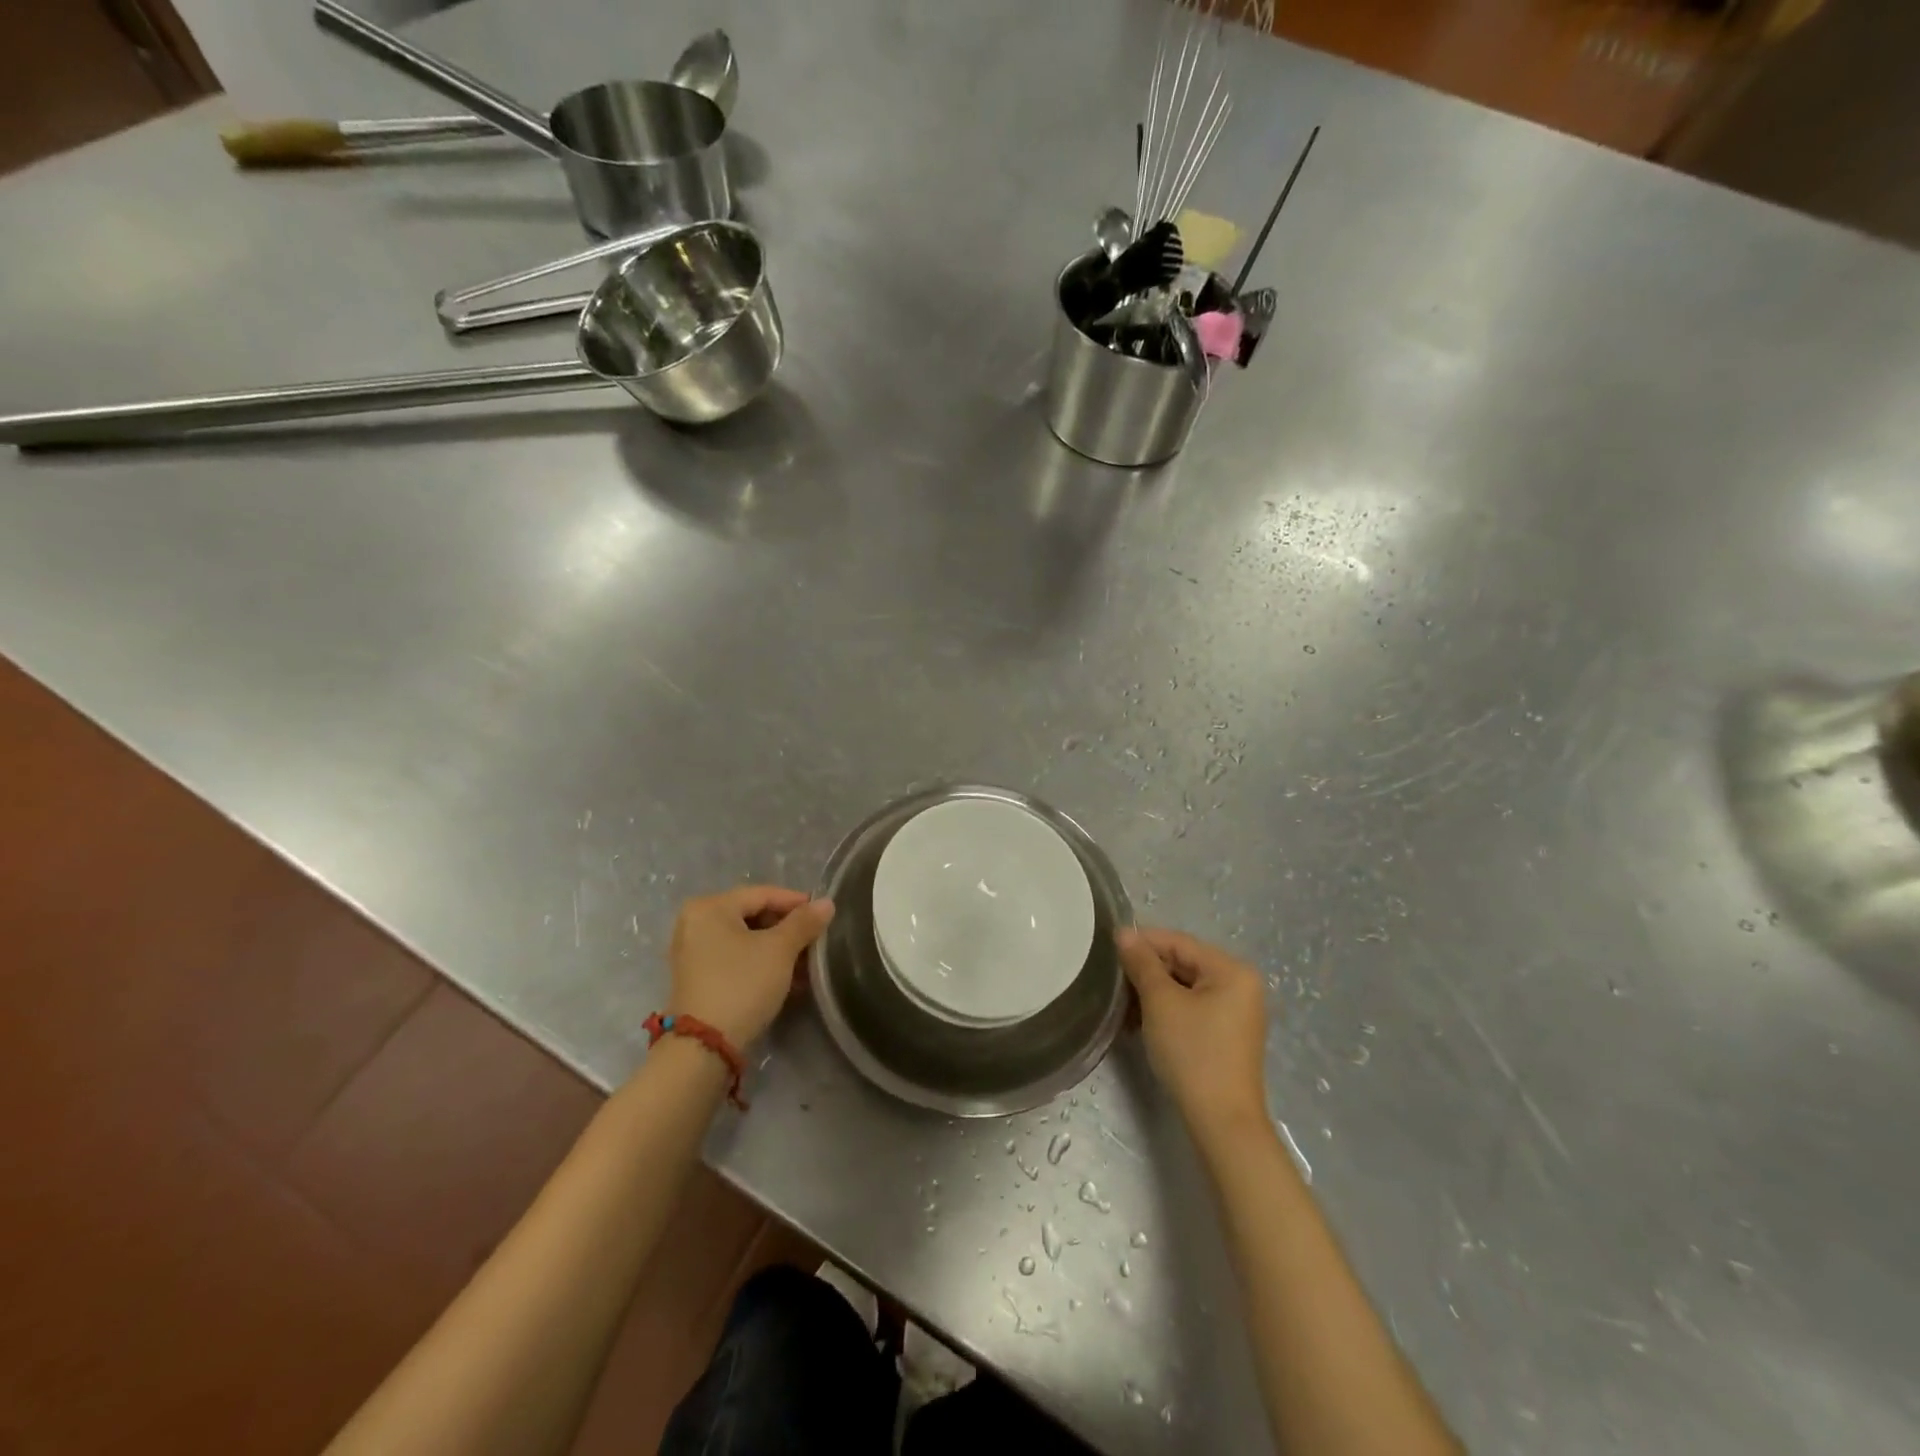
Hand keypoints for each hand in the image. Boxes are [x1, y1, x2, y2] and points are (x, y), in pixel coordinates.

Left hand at [666, 886, 834, 1047]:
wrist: (704, 1047)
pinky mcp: (697, 978)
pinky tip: (786, 978)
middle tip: (815, 941)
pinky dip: (760, 963)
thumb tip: (827, 903)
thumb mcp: (779, 950)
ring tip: (806, 963)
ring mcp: (693, 952)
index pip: (763, 894)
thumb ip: (804, 922)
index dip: (796, 902)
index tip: (824, 915)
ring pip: (746, 939)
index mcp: (710, 907)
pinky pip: (735, 958)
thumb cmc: (742, 985)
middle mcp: (695, 923)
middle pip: (753, 915)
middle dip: (787, 929)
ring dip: (777, 949)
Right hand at [1117, 927, 1269, 1133]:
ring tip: (1121, 1005)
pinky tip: (1138, 1022)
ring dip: (1151, 993)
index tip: (1108, 947)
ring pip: (1184, 987)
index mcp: (1232, 970)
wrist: (1221, 1122)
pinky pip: (1191, 1008)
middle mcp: (1239, 985)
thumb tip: (1123, 933)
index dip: (1142, 941)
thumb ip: (1142, 963)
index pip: (1179, 942)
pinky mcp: (1226, 1034)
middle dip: (1146, 971)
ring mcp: (1235, 1011)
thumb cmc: (1193, 1053)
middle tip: (1111, 981)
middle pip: (1183, 963)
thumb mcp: (1161, 1002)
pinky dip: (1165, 1011)